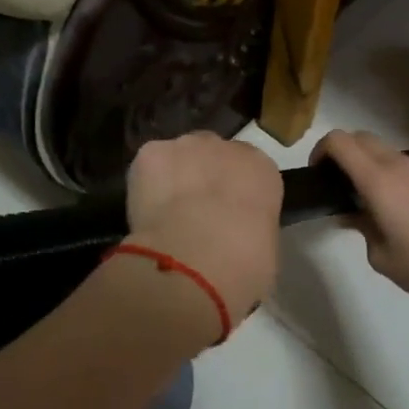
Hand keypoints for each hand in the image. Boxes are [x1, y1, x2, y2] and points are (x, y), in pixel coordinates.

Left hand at [125, 132, 283, 320]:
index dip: (234, 192)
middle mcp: (225, 147)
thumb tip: (236, 234)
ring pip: (177, 157)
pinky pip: (148, 166)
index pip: (248, 170)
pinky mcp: (150, 153)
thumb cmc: (243, 263)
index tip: (227, 215)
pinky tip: (146, 213)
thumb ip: (251, 226)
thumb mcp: (264, 248)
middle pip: (211, 154)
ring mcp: (185, 146)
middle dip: (204, 177)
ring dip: (173, 177)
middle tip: (195, 214)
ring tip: (165, 215)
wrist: (196, 260)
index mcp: (261, 168)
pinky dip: (144, 184)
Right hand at [314, 129, 408, 301]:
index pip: (339, 141)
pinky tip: (402, 207)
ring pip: (387, 150)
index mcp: (377, 180)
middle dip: (344, 152)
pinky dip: (394, 175)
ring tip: (370, 197)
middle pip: (362, 137)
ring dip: (370, 163)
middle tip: (339, 182)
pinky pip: (408, 166)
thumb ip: (361, 226)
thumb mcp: (379, 255)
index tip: (318, 174)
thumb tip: (353, 214)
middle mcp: (399, 165)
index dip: (321, 150)